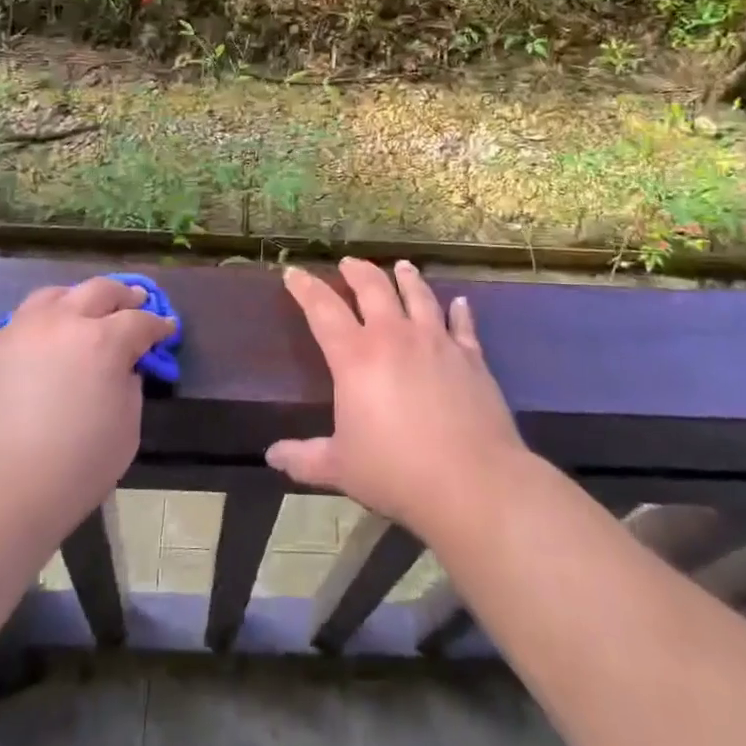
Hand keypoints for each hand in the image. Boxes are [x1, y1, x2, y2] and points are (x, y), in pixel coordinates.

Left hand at [0, 277, 172, 543]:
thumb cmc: (70, 471)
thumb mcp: (125, 432)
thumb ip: (129, 389)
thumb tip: (121, 370)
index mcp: (103, 341)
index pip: (140, 321)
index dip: (158, 324)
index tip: (167, 328)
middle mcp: (63, 322)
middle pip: (100, 290)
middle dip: (123, 295)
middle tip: (136, 302)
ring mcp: (22, 331)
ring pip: (57, 294)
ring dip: (80, 297)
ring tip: (87, 309)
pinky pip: (26, 318)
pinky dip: (47, 318)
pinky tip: (49, 338)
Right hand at [267, 258, 527, 541]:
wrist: (472, 481)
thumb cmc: (397, 472)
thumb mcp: (340, 468)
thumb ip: (304, 458)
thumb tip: (272, 456)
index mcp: (355, 357)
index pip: (322, 309)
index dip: (305, 288)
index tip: (293, 272)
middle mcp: (394, 336)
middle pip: (373, 287)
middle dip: (357, 271)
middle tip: (348, 263)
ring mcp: (436, 341)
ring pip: (418, 295)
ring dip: (407, 277)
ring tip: (402, 266)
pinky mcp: (470, 356)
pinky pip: (462, 323)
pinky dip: (459, 310)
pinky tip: (460, 302)